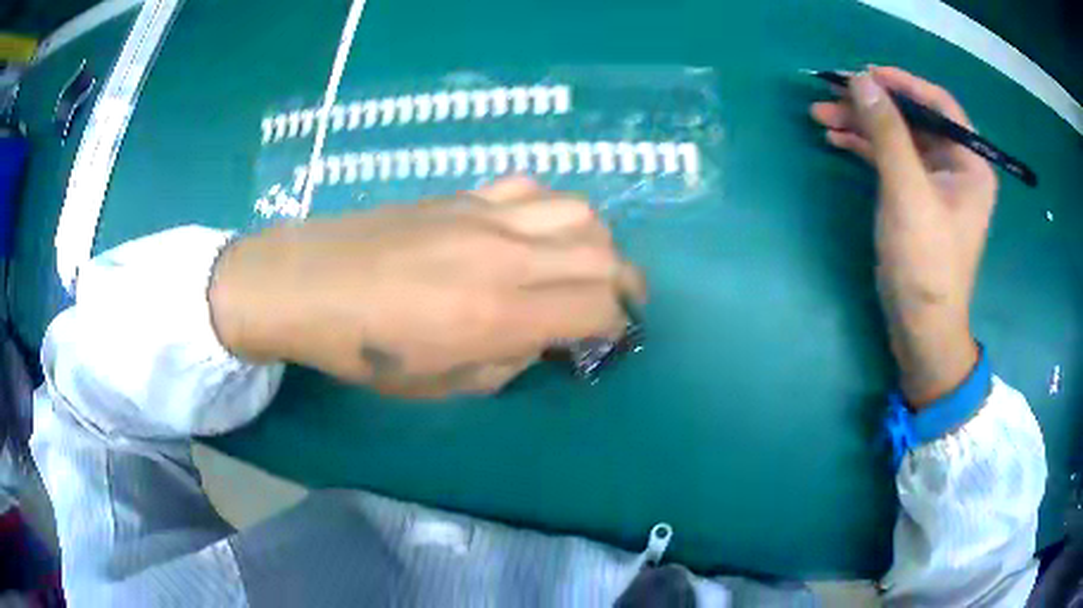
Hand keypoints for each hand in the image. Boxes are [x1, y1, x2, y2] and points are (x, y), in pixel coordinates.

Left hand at [209, 177, 644, 397]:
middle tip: (617, 304)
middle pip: (602, 254)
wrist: (307, 282)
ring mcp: (485, 215)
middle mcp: (505, 256)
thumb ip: (505, 362)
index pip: (596, 307)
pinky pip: (531, 189)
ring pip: (578, 211)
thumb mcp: (439, 384)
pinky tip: (537, 230)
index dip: (616, 325)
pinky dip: (552, 209)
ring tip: (586, 264)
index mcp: (497, 314)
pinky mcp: (463, 195)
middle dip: (625, 283)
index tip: (609, 337)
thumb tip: (540, 339)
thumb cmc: (363, 348)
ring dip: (597, 241)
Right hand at [811, 67, 996, 405]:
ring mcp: (934, 185)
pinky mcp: (915, 201)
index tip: (864, 73)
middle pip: (913, 120)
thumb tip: (861, 80)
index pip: (938, 105)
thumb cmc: (926, 264)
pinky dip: (866, 148)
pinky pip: (891, 161)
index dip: (903, 83)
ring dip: (863, 125)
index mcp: (969, 164)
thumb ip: (888, 133)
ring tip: (822, 115)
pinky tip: (837, 139)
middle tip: (831, 93)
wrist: (921, 330)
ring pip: (898, 139)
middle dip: (873, 105)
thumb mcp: (908, 193)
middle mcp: (955, 168)